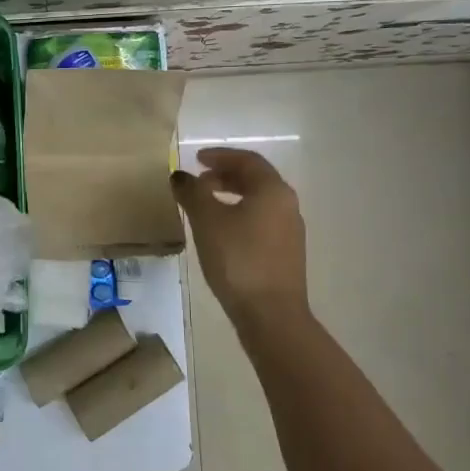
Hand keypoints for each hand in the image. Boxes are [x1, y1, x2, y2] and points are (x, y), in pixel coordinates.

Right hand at [171, 147, 308, 331]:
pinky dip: (239, 214)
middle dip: (225, 175)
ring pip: (258, 201)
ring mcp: (289, 231)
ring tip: (205, 205)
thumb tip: (180, 176)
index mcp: (272, 190)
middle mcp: (287, 205)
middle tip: (199, 181)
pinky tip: (220, 232)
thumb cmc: (238, 258)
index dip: (220, 155)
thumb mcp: (207, 220)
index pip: (247, 160)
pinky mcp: (285, 253)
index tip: (196, 159)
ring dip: (231, 195)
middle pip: (255, 179)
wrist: (270, 314)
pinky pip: (260, 221)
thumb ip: (192, 192)